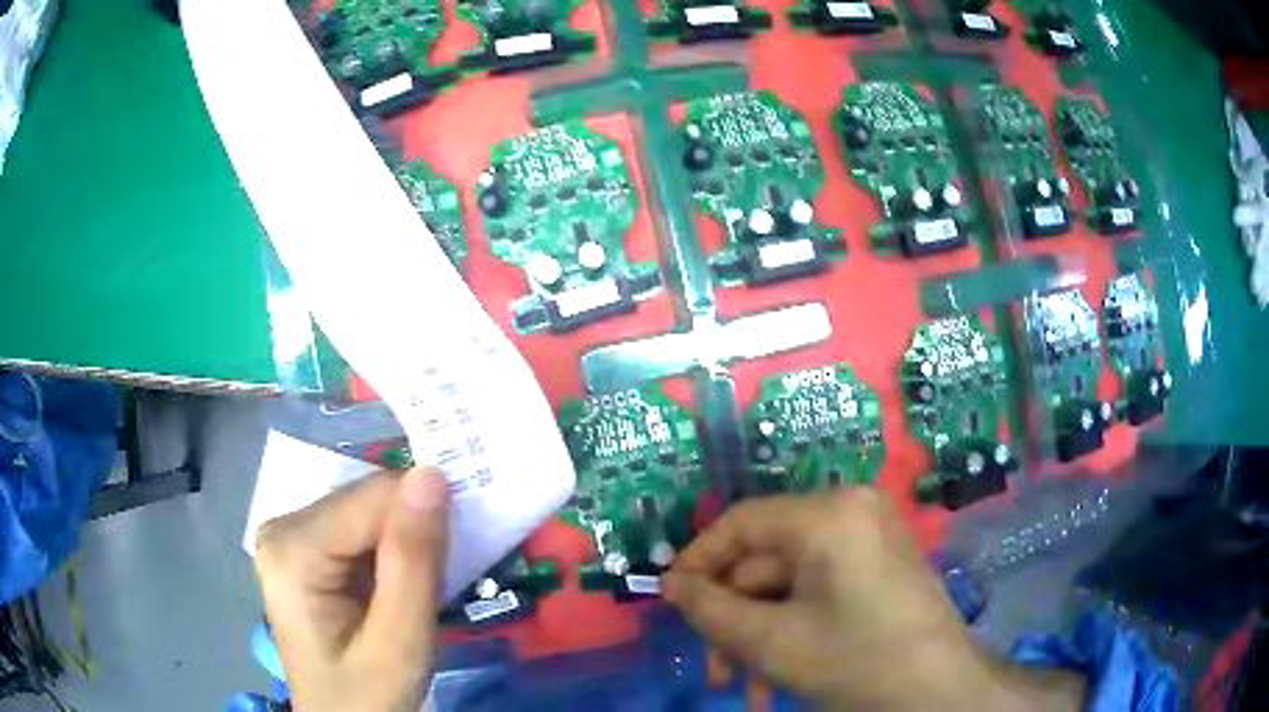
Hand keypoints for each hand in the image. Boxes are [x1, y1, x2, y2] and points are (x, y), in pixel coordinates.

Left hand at [255, 467, 448, 711]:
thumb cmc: (368, 697)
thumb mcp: (400, 643)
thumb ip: (414, 562)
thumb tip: (432, 474)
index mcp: (293, 548)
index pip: (373, 498)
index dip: (424, 517)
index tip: (463, 548)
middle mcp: (282, 527)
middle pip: (366, 501)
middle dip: (414, 530)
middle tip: (446, 573)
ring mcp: (290, 537)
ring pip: (367, 512)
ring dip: (406, 540)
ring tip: (427, 580)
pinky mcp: (304, 550)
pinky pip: (359, 529)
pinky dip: (391, 549)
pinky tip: (401, 581)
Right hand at [663, 489, 1084, 710]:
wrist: (941, 691)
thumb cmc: (856, 660)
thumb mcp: (771, 641)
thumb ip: (711, 609)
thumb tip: (671, 585)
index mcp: (828, 514)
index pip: (741, 523)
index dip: (698, 561)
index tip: (670, 601)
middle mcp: (852, 512)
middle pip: (767, 561)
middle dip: (734, 621)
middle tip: (715, 668)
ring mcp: (871, 539)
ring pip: (791, 584)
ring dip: (761, 636)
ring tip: (748, 686)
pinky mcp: (881, 566)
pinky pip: (820, 591)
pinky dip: (794, 629)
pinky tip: (780, 676)